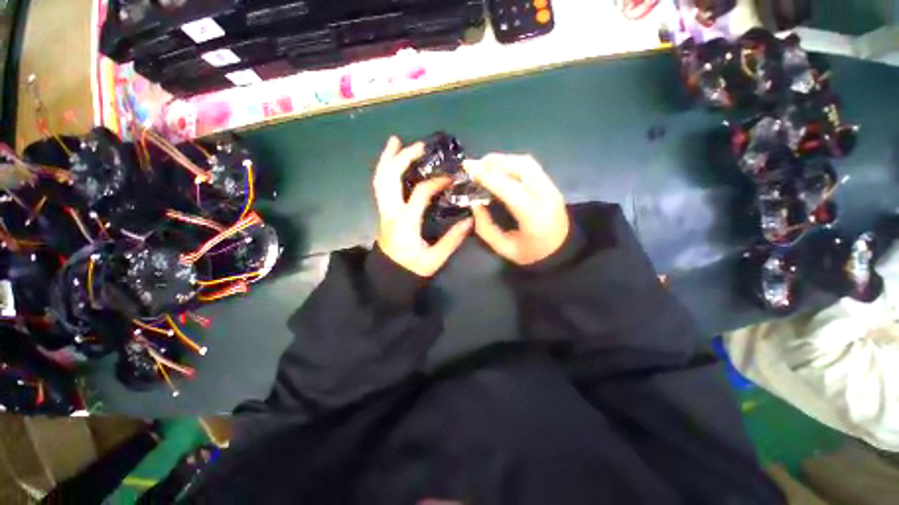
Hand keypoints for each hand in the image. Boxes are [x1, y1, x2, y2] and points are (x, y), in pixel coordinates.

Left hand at [373, 137, 472, 276]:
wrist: (389, 277)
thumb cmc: (412, 269)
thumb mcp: (435, 259)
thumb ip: (452, 240)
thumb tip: (470, 221)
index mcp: (405, 223)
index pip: (419, 193)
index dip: (435, 182)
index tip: (450, 178)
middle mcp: (390, 212)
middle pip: (389, 178)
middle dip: (402, 158)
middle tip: (419, 145)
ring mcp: (384, 210)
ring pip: (380, 179)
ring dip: (387, 159)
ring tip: (396, 141)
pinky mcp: (384, 211)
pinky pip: (380, 186)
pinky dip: (384, 170)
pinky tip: (391, 161)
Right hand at [464, 154, 568, 265]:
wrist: (563, 252)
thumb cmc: (532, 254)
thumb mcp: (505, 248)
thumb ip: (486, 228)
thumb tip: (474, 204)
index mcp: (534, 216)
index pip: (510, 188)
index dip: (489, 177)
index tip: (470, 171)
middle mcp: (546, 196)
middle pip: (522, 166)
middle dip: (495, 162)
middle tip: (475, 165)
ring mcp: (552, 188)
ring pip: (527, 162)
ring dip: (503, 160)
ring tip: (484, 165)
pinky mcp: (552, 185)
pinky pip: (531, 166)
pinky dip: (512, 163)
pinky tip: (499, 170)